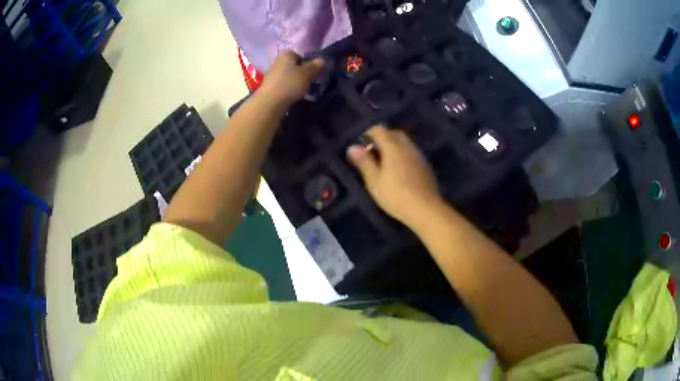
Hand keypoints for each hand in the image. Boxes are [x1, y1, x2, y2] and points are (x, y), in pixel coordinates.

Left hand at [258, 51, 323, 110]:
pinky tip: (293, 95)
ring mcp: (271, 75)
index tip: (312, 71)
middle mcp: (276, 61)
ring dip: (294, 81)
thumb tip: (322, 60)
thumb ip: (315, 66)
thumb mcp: (307, 74)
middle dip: (300, 71)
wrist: (269, 103)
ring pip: (287, 75)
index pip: (297, 54)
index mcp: (285, 54)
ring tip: (302, 89)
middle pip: (292, 65)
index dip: (305, 61)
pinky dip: (288, 89)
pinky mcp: (269, 87)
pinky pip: (282, 85)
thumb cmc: (289, 83)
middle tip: (309, 80)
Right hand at [347, 125, 443, 225]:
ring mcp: (418, 155)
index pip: (379, 130)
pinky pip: (411, 152)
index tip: (361, 147)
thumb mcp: (374, 181)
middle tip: (372, 154)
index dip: (368, 135)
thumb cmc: (395, 195)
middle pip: (393, 133)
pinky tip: (399, 170)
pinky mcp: (425, 165)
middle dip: (382, 139)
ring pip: (404, 142)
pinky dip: (402, 155)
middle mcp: (407, 146)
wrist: (425, 209)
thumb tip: (352, 147)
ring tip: (384, 163)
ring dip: (393, 147)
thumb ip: (364, 162)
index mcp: (393, 147)